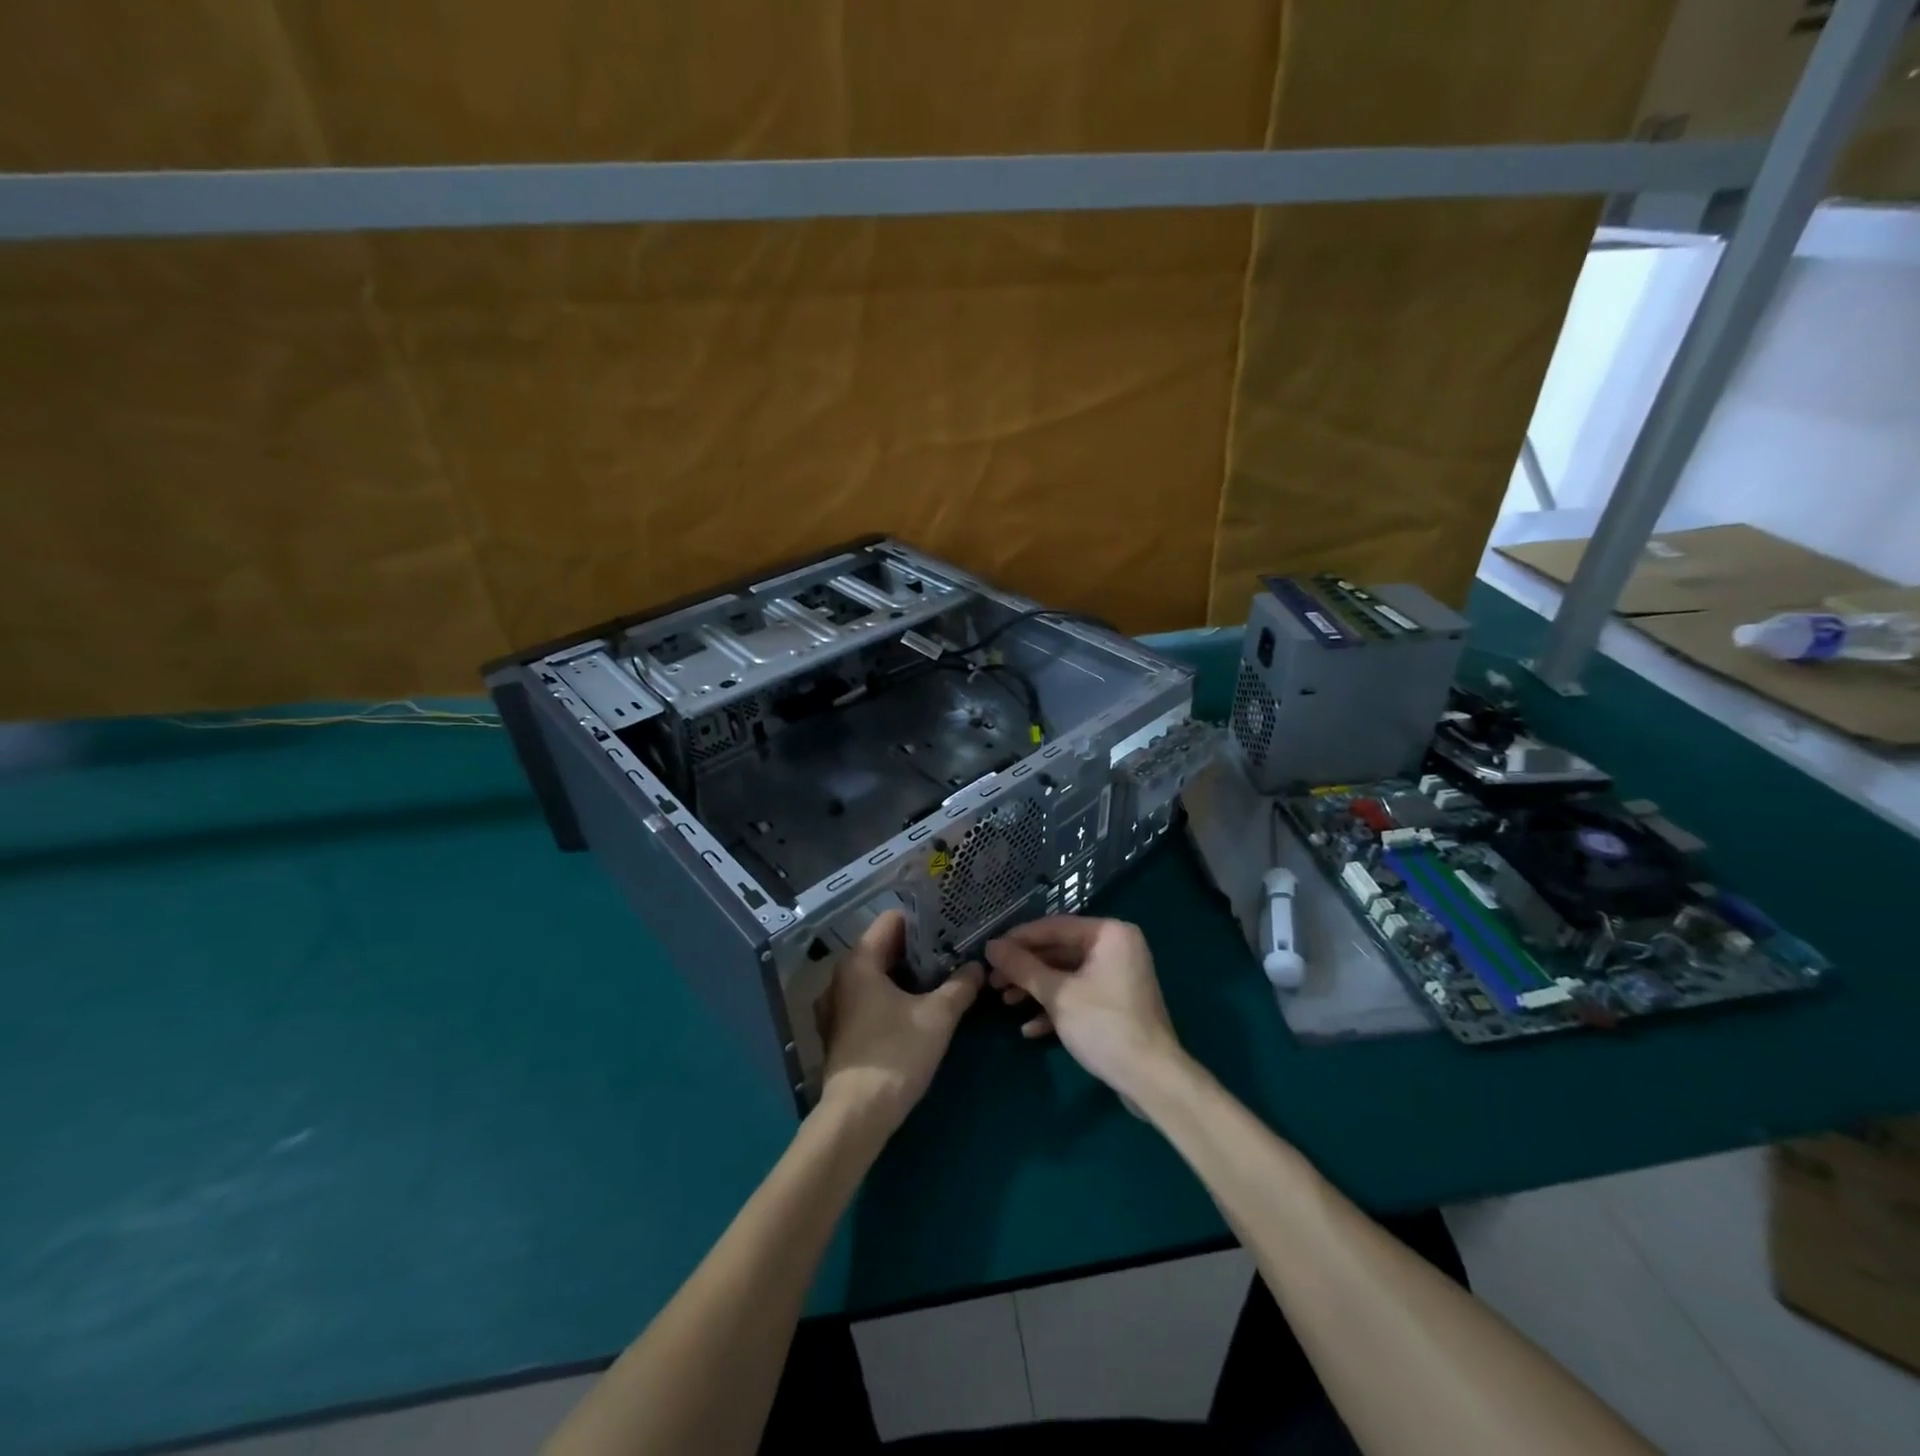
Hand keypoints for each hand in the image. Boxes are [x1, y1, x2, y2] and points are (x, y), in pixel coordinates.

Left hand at [819, 910, 981, 1135]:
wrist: (857, 1116)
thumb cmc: (896, 1054)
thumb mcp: (938, 1017)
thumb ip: (960, 986)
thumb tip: (977, 967)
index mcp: (859, 961)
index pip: (893, 920)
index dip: (924, 921)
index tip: (951, 931)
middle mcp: (841, 976)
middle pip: (885, 947)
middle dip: (920, 952)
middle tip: (954, 958)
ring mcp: (836, 1006)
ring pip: (878, 976)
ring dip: (907, 978)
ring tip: (942, 984)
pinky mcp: (839, 1032)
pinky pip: (869, 999)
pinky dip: (892, 998)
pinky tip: (918, 1012)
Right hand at [985, 916, 1184, 1099]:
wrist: (1151, 1080)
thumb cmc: (1104, 1025)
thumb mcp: (1058, 994)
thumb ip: (1022, 967)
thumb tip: (991, 946)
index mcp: (1109, 933)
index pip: (1054, 926)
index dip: (1018, 939)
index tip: (989, 952)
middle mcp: (1116, 947)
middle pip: (1059, 951)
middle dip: (1025, 969)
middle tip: (993, 981)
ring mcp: (1118, 976)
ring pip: (1066, 975)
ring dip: (1035, 989)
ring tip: (1005, 1003)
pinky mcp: (1116, 1004)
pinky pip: (1079, 995)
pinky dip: (1055, 1008)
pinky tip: (1030, 1029)